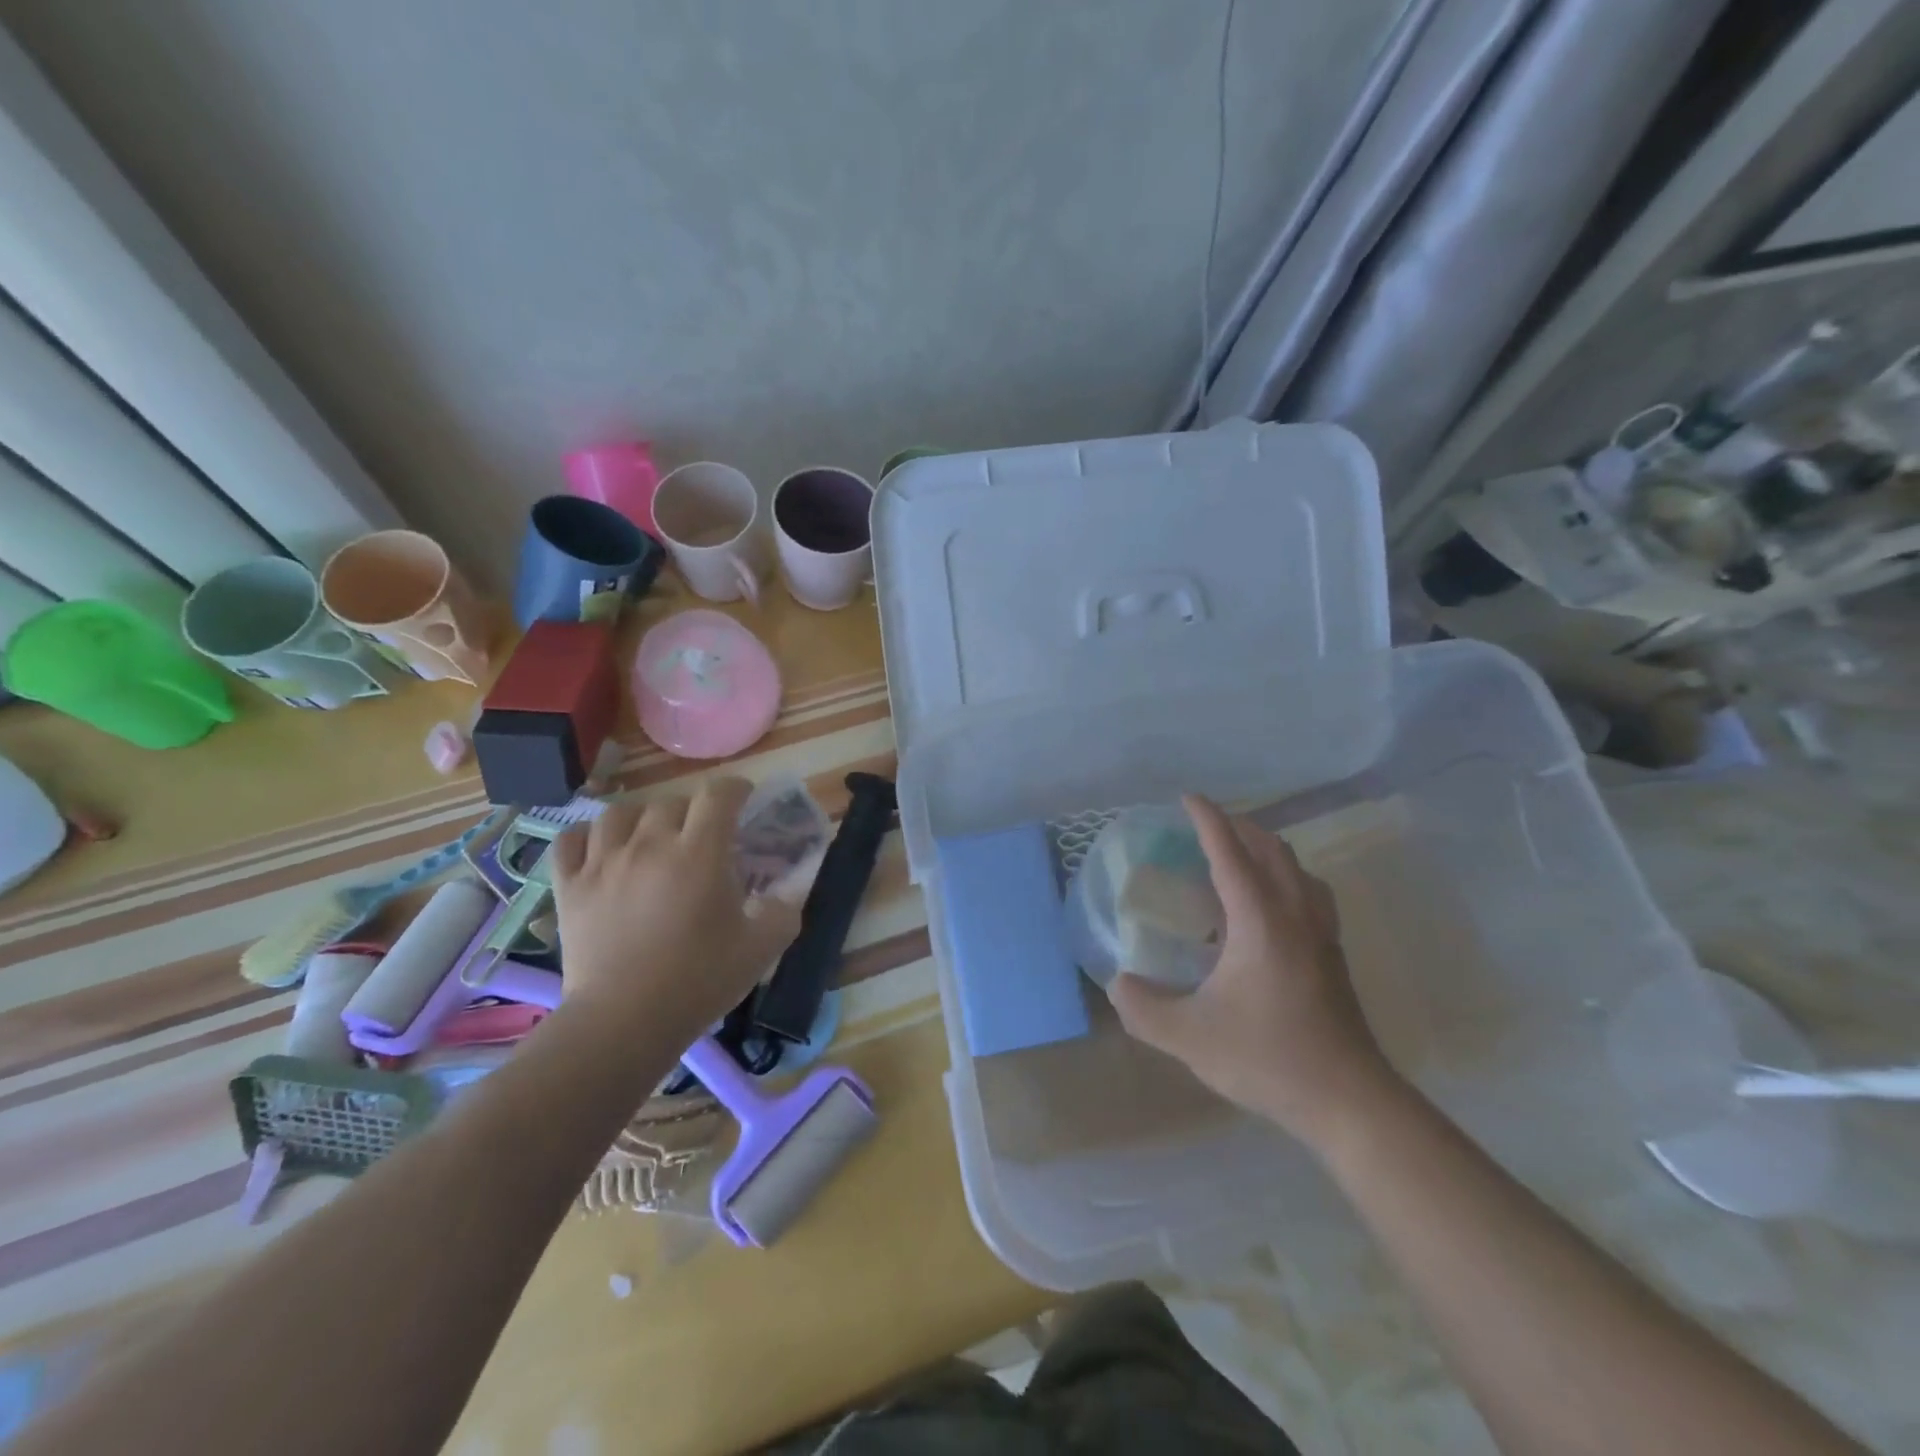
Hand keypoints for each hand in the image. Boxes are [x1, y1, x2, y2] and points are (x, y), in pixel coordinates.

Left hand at [550, 776, 800, 1048]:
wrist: (624, 1022)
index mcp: (701, 852)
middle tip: (702, 838)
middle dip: (693, 812)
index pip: (718, 794)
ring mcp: (603, 862)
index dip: (735, 789)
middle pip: (671, 802)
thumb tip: (787, 892)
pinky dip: (587, 838)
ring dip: (641, 819)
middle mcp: (650, 844)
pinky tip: (601, 850)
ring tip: (650, 838)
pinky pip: (571, 840)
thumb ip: (785, 911)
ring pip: (620, 814)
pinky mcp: (570, 886)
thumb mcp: (762, 948)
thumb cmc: (700, 981)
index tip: (744, 800)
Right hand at [1108, 794, 1402, 1153]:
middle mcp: (1295, 913)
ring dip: (1265, 849)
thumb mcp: (1189, 1036)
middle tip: (1204, 826)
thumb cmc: (1268, 1057)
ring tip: (1236, 856)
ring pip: (1296, 868)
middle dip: (1237, 827)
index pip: (1230, 852)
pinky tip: (1270, 905)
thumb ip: (1143, 1008)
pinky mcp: (1333, 954)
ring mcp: (1321, 933)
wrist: (1348, 1100)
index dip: (1207, 820)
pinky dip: (1285, 876)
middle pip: (1270, 849)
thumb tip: (1118, 983)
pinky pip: (1309, 891)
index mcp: (1260, 920)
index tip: (1188, 798)